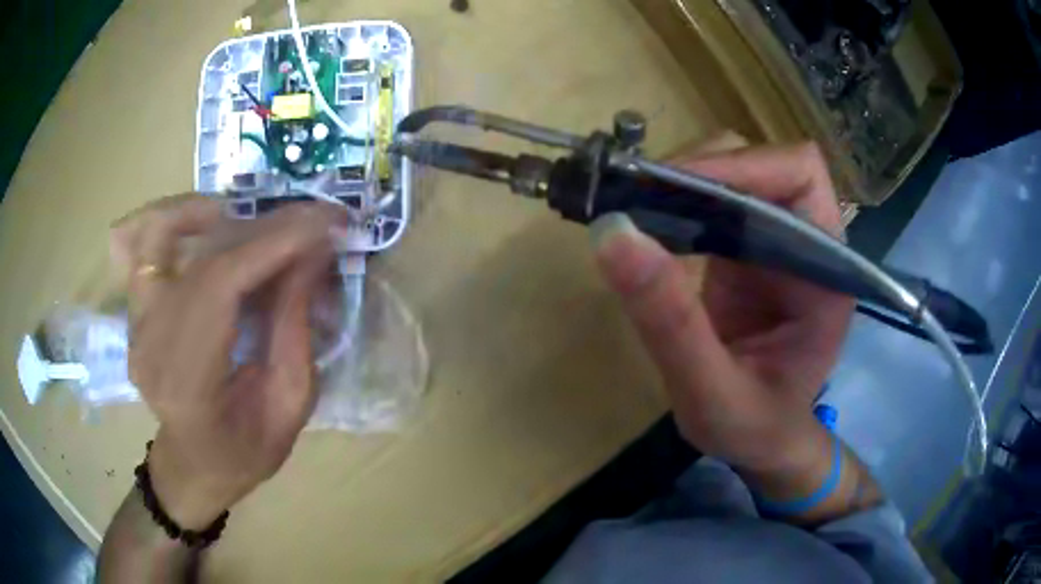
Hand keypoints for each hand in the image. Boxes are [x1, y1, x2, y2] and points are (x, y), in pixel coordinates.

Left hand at [111, 195, 346, 528]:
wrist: (194, 465)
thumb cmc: (245, 452)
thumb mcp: (289, 405)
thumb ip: (295, 327)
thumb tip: (314, 253)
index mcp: (188, 383)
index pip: (221, 285)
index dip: (273, 244)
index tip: (325, 222)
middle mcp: (150, 344)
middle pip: (199, 256)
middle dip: (264, 226)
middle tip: (311, 220)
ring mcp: (135, 324)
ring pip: (156, 233)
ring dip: (207, 211)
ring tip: (251, 220)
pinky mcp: (134, 311)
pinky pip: (138, 245)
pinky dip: (172, 221)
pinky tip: (204, 225)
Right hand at [593, 143, 853, 474]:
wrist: (762, 442)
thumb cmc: (754, 428)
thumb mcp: (712, 393)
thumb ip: (671, 323)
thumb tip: (612, 233)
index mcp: (825, 270)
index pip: (799, 175)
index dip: (743, 167)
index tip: (675, 189)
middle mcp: (807, 242)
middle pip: (762, 163)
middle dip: (702, 170)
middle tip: (639, 200)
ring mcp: (776, 241)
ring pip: (734, 173)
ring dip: (683, 182)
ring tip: (636, 211)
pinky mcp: (747, 250)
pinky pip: (713, 202)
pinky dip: (676, 203)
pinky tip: (647, 228)